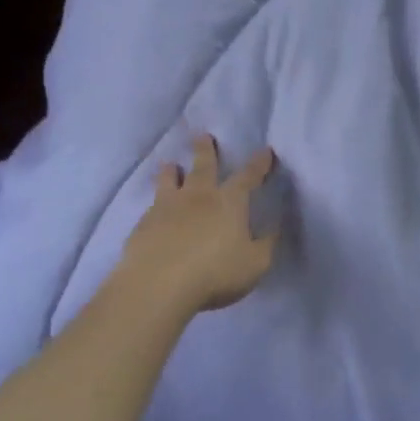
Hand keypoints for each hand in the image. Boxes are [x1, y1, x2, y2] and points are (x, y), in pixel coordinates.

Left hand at [121, 136, 279, 316]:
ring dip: (172, 171)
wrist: (158, 284)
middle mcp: (198, 196)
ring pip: (170, 180)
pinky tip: (154, 208)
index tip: (265, 151)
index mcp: (229, 202)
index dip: (259, 164)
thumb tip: (275, 227)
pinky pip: (152, 205)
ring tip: (170, 165)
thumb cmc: (215, 273)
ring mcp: (167, 207)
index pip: (248, 177)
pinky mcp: (144, 224)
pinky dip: (156, 202)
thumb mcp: (255, 264)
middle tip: (203, 135)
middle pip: (203, 166)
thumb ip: (266, 244)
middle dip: (206, 150)